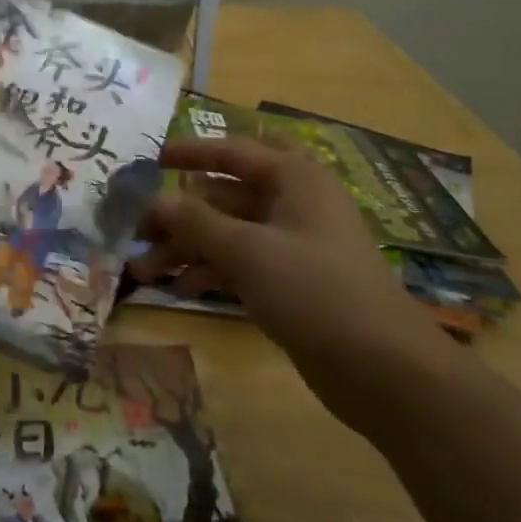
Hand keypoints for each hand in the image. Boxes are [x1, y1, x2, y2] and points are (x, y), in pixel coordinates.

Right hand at [130, 136, 460, 429]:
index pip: (232, 152)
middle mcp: (293, 204)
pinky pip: (241, 263)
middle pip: (224, 197)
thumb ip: (196, 221)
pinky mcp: (291, 281)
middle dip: (179, 216)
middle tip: (137, 234)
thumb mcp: (248, 251)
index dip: (190, 153)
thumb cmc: (315, 291)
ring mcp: (293, 245)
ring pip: (228, 233)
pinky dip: (211, 271)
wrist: (383, 369)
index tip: (150, 161)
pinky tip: (180, 289)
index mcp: (294, 179)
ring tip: (145, 272)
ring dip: (188, 248)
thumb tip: (155, 199)